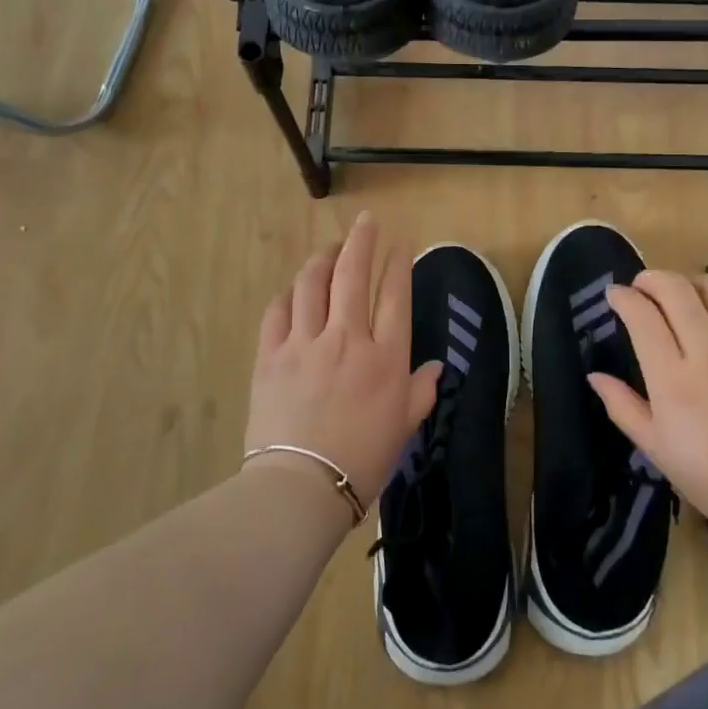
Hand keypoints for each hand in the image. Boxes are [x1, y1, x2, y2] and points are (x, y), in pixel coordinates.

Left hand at [243, 212, 440, 507]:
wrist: (302, 486)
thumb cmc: (363, 460)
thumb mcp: (404, 427)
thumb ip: (421, 391)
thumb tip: (436, 367)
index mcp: (384, 357)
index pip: (394, 295)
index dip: (398, 262)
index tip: (401, 241)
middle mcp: (346, 338)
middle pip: (352, 274)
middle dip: (361, 241)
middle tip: (365, 222)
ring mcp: (304, 343)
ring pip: (311, 284)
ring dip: (322, 259)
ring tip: (329, 249)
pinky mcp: (270, 355)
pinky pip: (277, 312)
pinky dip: (288, 295)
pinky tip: (293, 291)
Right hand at [588, 270, 707, 543]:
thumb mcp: (655, 449)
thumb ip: (622, 406)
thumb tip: (595, 376)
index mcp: (672, 379)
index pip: (642, 315)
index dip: (623, 297)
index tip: (614, 296)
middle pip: (676, 289)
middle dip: (651, 278)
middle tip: (641, 287)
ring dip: (691, 282)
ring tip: (682, 296)